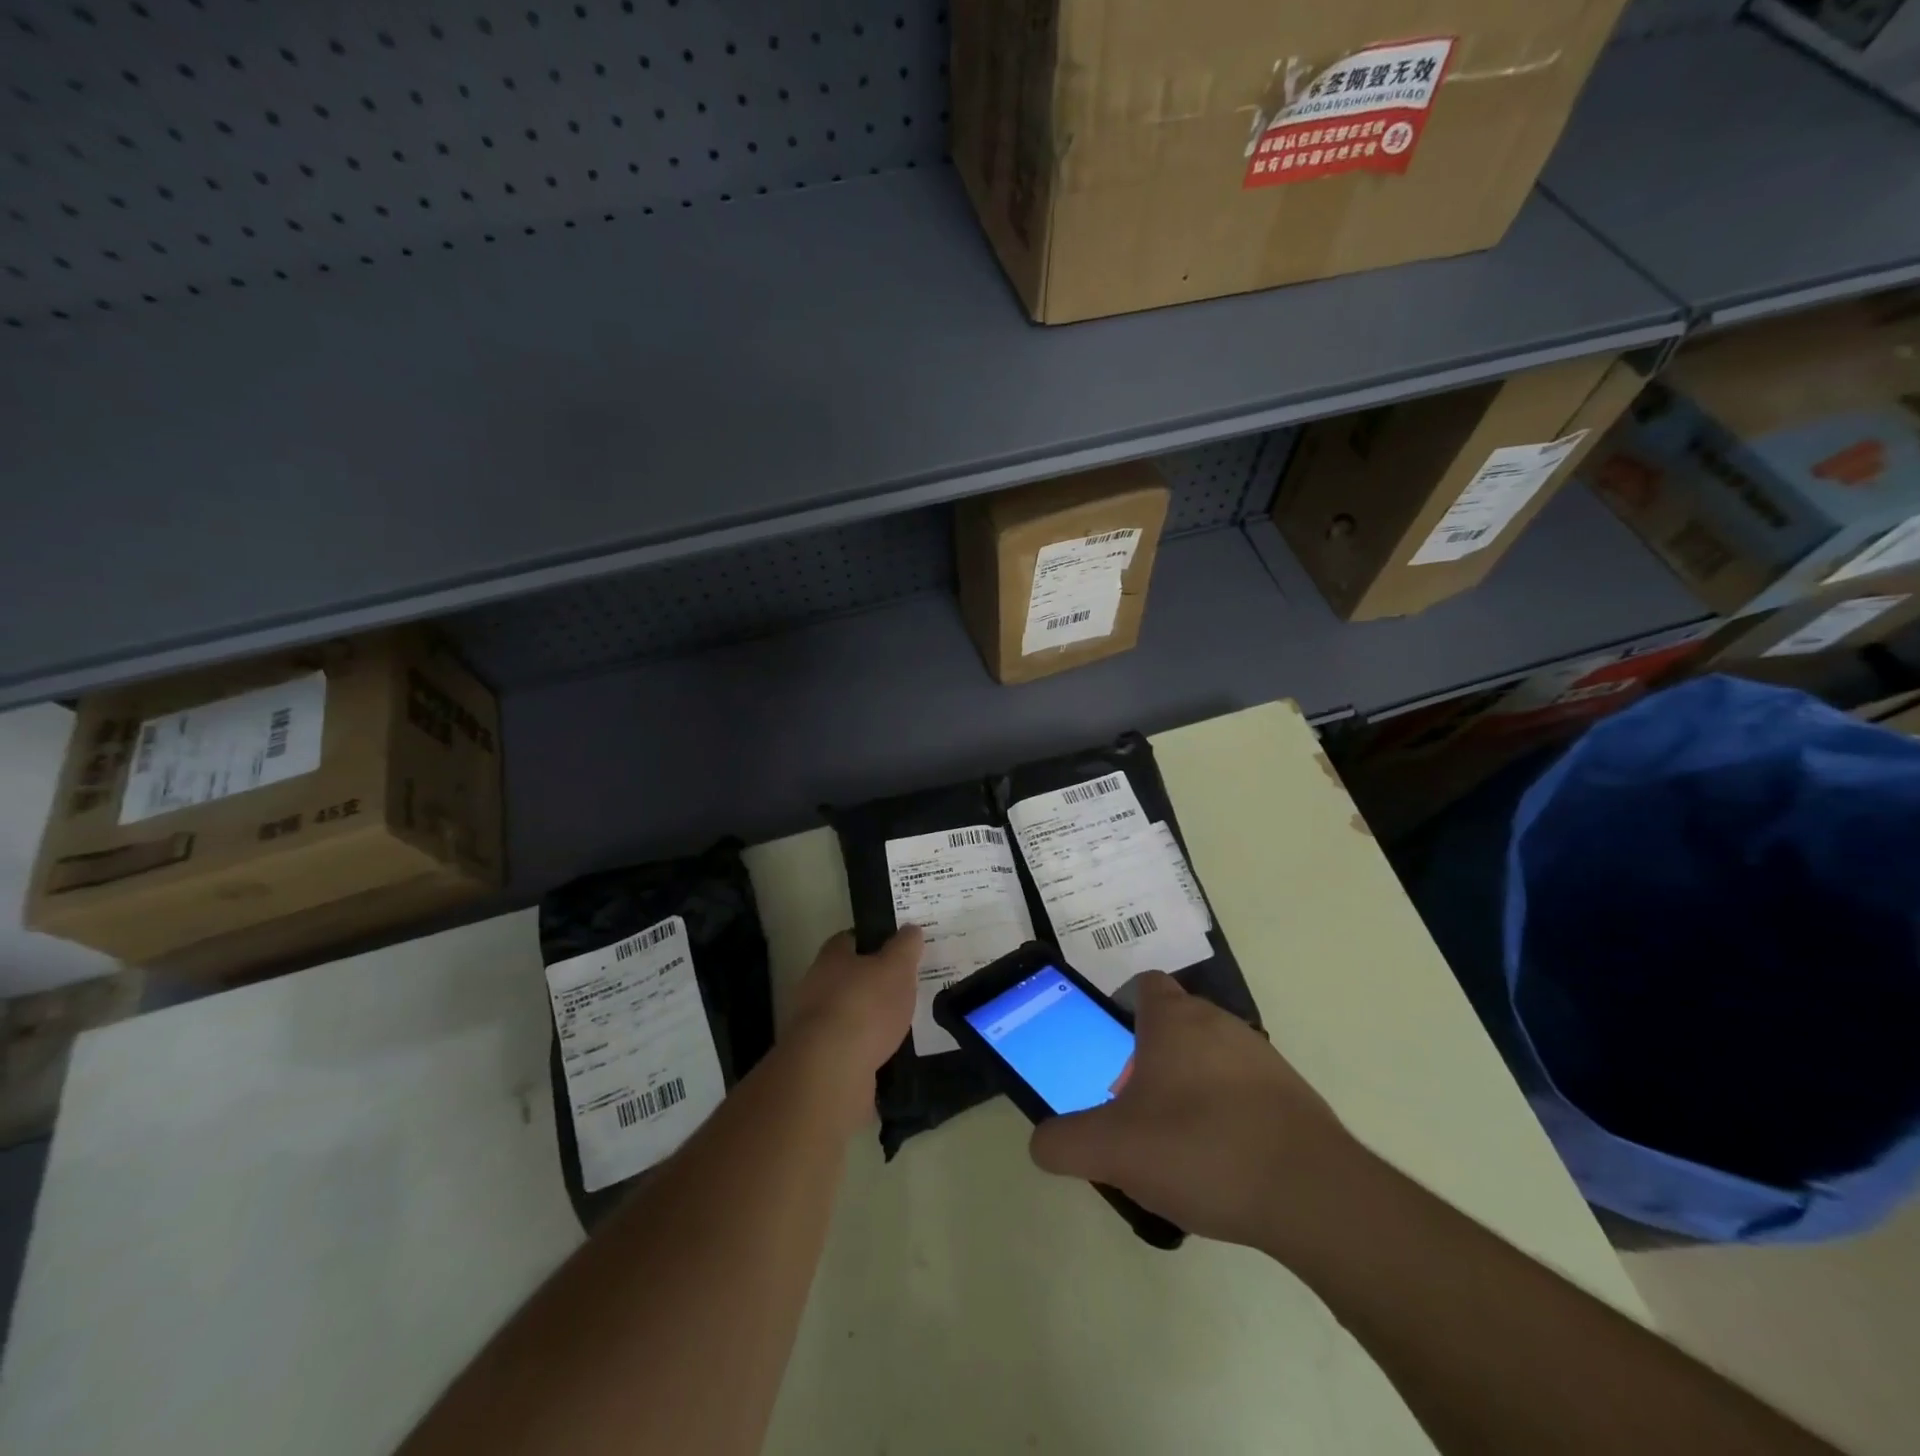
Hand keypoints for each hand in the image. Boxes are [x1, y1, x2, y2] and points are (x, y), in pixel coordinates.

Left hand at [784, 926, 921, 1132]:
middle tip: (903, 988)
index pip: (850, 939)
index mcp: (831, 956)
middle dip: (871, 982)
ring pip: (847, 1012)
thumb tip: (910, 929)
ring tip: (900, 1023)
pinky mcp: (818, 1058)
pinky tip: (886, 1053)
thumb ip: (905, 947)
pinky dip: (864, 1046)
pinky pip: (847, 1045)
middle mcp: (816, 985)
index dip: (873, 941)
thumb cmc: (865, 1006)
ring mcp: (813, 1024)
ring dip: (868, 1017)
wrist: (831, 1069)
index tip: (896, 949)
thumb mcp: (896, 968)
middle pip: (847, 976)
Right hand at [1029, 972, 1360, 1251]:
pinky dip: (1226, 1113)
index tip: (1109, 1050)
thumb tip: (1042, 1143)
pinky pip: (1243, 1090)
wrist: (1314, 1195)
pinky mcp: (1292, 1095)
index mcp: (1173, 1019)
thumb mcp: (1112, 1150)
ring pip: (1209, 1056)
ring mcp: (1261, 1056)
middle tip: (1133, 1108)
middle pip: (1173, 1023)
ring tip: (1175, 1143)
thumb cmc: (1200, 1149)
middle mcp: (1218, 1022)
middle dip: (1148, 1058)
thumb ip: (1064, 1143)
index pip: (1142, 984)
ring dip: (1187, 1086)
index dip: (1120, 1008)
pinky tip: (1220, 1164)